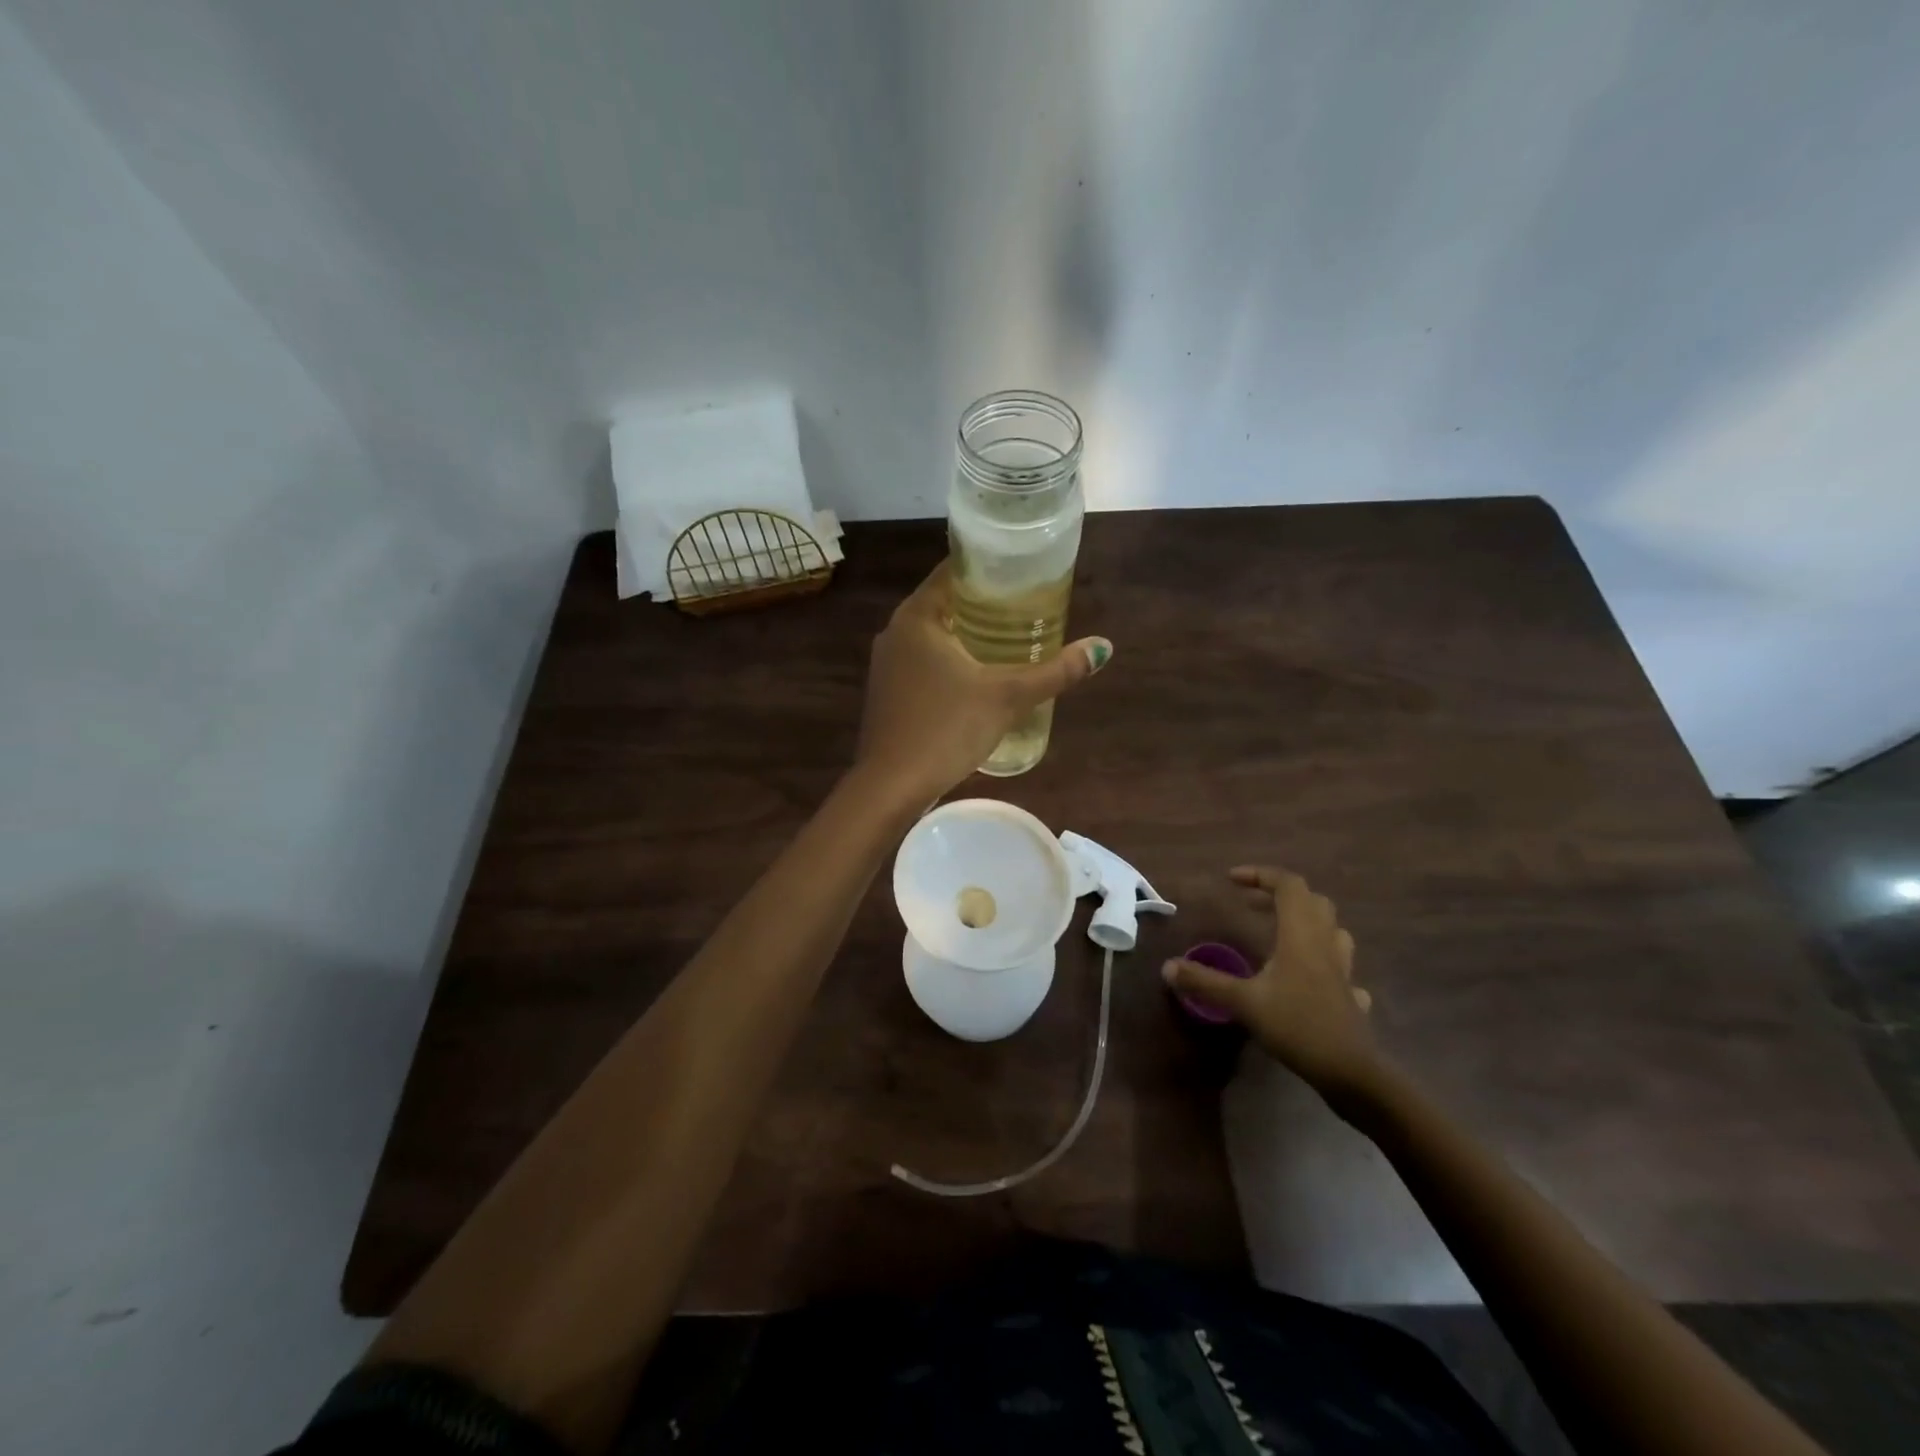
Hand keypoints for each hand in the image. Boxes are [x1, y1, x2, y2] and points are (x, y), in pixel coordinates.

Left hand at [854, 563, 1110, 803]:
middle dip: (984, 603)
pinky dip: (950, 659)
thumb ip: (1055, 671)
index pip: (952, 571)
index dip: (988, 567)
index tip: (1022, 570)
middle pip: (945, 602)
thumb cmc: (946, 729)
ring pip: (934, 635)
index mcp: (917, 617)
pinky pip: (924, 661)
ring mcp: (887, 664)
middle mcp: (895, 632)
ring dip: (968, 633)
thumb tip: (1103, 647)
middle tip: (1028, 605)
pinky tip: (978, 674)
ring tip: (1011, 637)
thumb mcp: (1006, 697)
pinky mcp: (888, 692)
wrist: (891, 786)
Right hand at [1163, 866, 1382, 1104]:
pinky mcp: (1350, 996)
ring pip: (1331, 930)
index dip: (1261, 875)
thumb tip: (1167, 967)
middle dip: (1280, 895)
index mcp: (1300, 936)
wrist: (1351, 1073)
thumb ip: (1205, 982)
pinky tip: (1308, 979)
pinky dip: (1322, 962)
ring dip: (1306, 922)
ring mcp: (1343, 971)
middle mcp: (1325, 945)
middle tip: (1251, 905)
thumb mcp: (1243, 1003)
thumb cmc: (1297, 1026)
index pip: (1288, 886)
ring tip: (1280, 933)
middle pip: (1312, 902)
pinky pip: (1339, 967)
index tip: (1232, 880)